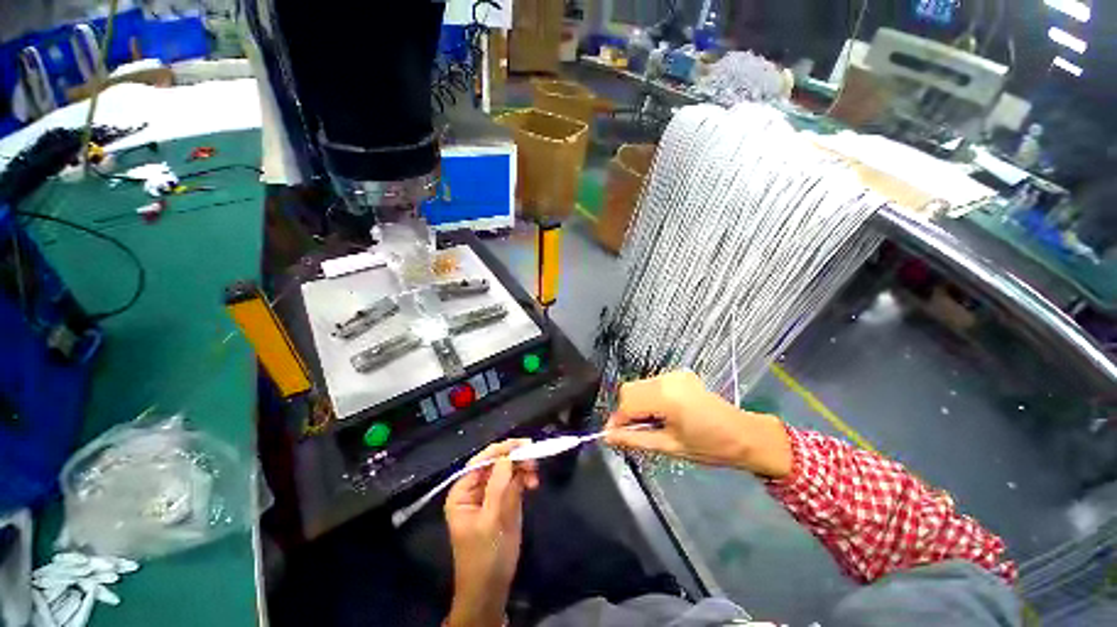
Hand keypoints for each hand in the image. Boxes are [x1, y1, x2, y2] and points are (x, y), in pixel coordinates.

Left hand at [444, 440, 539, 626]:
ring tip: (535, 475)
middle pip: (496, 462)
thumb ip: (498, 486)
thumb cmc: (485, 555)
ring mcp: (492, 493)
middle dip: (515, 458)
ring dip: (523, 467)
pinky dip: (526, 478)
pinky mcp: (505, 500)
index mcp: (463, 491)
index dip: (501, 449)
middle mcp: (475, 488)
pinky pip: (516, 480)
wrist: (492, 588)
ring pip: (508, 469)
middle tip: (534, 457)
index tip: (523, 444)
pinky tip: (534, 484)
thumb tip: (508, 455)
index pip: (481, 461)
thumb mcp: (491, 520)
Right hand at [604, 371, 792, 477]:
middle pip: (629, 390)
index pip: (626, 402)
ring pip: (639, 386)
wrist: (745, 435)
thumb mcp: (669, 447)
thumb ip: (634, 440)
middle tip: (634, 433)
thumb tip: (607, 437)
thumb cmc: (710, 447)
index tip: (612, 436)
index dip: (616, 420)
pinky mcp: (679, 375)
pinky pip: (652, 384)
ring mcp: (674, 374)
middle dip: (625, 411)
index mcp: (666, 397)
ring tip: (651, 425)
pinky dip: (648, 399)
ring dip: (637, 405)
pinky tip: (661, 414)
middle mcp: (667, 379)